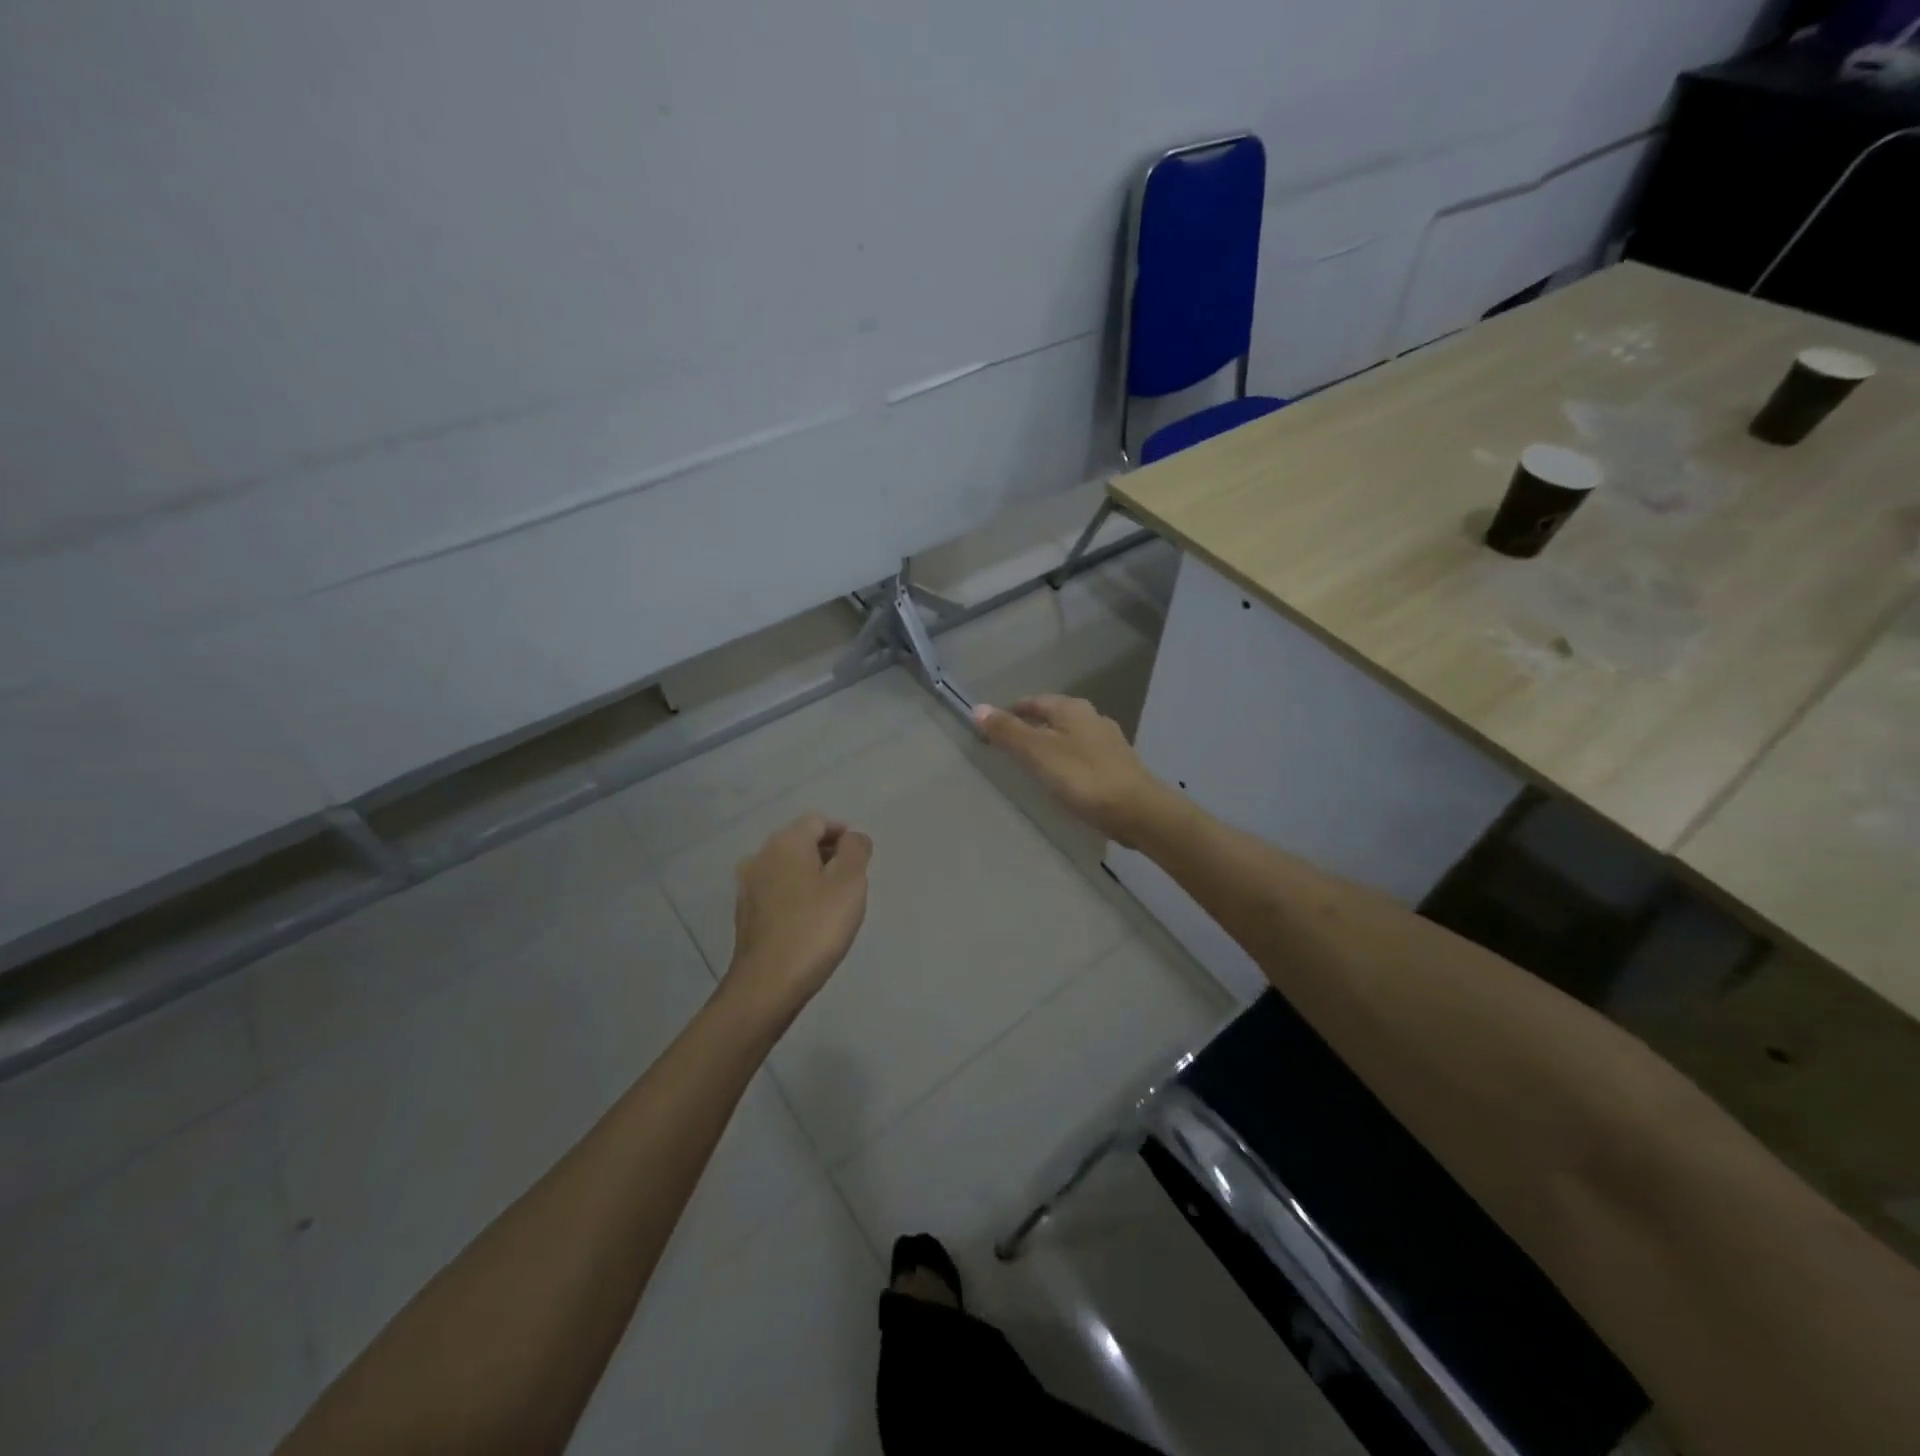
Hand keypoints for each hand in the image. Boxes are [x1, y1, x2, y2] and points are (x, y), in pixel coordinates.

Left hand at [723, 814, 872, 1020]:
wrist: (768, 983)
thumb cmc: (816, 927)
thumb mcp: (850, 883)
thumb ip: (856, 850)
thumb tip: (853, 838)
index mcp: (786, 841)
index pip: (817, 821)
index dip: (842, 833)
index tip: (860, 857)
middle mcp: (761, 855)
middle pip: (799, 841)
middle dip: (826, 853)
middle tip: (850, 880)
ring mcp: (747, 885)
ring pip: (785, 867)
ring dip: (808, 875)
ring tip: (831, 901)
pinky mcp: (744, 913)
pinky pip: (774, 891)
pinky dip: (793, 895)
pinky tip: (807, 920)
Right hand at [972, 696, 1165, 844]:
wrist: (1138, 810)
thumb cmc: (1084, 777)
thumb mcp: (1039, 753)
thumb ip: (1009, 732)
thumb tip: (978, 708)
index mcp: (1073, 709)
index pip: (1035, 701)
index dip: (1013, 711)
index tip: (995, 725)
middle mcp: (1093, 718)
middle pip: (1055, 716)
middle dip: (1033, 726)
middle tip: (1010, 744)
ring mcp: (1109, 742)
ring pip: (1071, 735)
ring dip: (1051, 743)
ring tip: (1033, 762)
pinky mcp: (1118, 765)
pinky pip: (1084, 755)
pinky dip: (1068, 760)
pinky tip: (1063, 778)